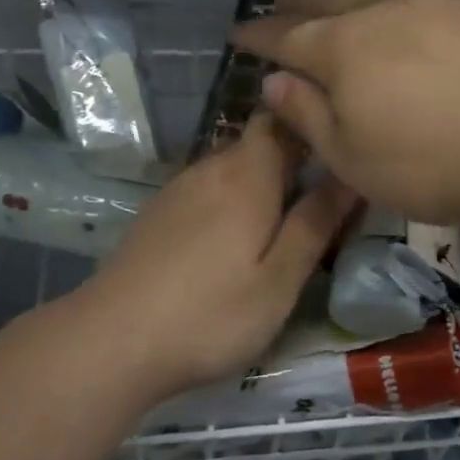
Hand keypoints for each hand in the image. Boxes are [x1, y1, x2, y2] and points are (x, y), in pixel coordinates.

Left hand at [79, 113, 358, 398]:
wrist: (110, 341)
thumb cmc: (210, 314)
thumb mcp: (279, 280)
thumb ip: (314, 224)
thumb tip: (349, 176)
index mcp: (248, 175)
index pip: (282, 118)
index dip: (311, 121)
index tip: (340, 144)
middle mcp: (212, 168)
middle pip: (258, 142)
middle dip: (292, 157)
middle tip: (324, 194)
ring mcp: (179, 189)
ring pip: (232, 167)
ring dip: (261, 181)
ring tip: (285, 220)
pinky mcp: (159, 213)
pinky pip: (208, 189)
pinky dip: (231, 200)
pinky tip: (235, 240)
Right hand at [233, 0, 459, 223]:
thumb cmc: (434, 163)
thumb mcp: (354, 159)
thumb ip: (308, 117)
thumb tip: (273, 81)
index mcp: (345, 50)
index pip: (288, 38)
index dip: (260, 36)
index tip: (237, 32)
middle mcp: (385, 13)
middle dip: (300, 0)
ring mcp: (438, 3)